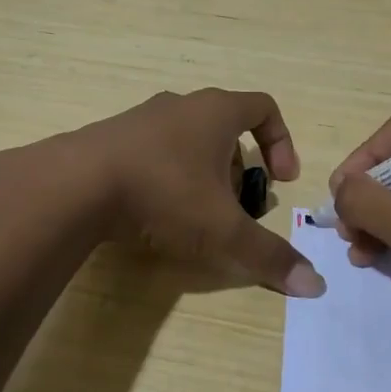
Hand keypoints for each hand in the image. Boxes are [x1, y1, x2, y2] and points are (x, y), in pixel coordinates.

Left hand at [66, 89, 324, 296]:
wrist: (75, 184)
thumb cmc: (164, 193)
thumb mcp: (223, 230)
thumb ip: (268, 256)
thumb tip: (315, 286)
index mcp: (216, 112)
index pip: (264, 107)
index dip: (281, 142)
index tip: (281, 180)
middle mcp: (180, 105)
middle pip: (225, 129)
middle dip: (239, 170)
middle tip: (236, 208)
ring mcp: (141, 118)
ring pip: (187, 141)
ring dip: (202, 174)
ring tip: (195, 216)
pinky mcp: (110, 138)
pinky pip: (153, 152)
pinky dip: (166, 177)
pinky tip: (154, 213)